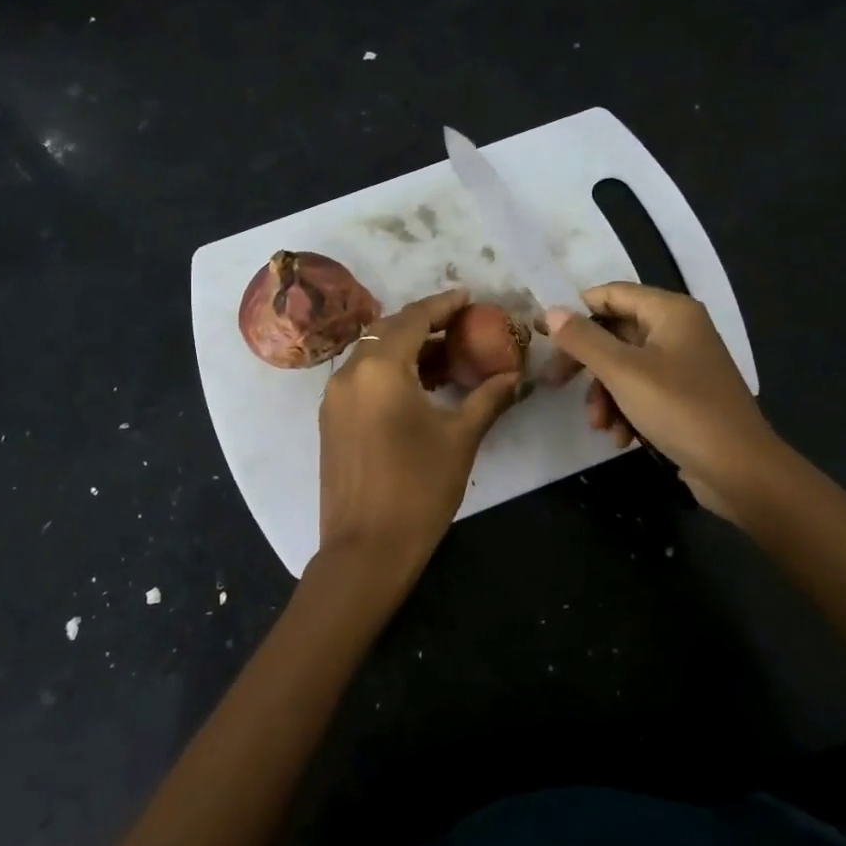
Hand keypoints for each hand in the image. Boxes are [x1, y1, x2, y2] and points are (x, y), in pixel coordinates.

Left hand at [308, 289, 518, 610]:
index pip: (414, 319)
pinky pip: (361, 377)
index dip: (443, 304)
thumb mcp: (460, 439)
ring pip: (371, 354)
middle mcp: (350, 373)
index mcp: (380, 369)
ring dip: (406, 348)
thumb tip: (514, 376)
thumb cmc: (418, 489)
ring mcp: (334, 397)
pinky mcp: (330, 419)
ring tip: (446, 357)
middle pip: (388, 330)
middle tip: (460, 325)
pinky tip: (418, 386)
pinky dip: (388, 371)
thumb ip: (488, 399)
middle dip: (424, 323)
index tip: (468, 297)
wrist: (365, 549)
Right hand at [545, 283, 780, 523]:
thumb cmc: (680, 410)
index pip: (611, 294)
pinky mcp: (685, 396)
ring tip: (600, 425)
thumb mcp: (623, 372)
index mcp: (670, 312)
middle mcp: (679, 330)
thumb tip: (550, 311)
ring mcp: (684, 364)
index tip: (544, 336)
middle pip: (615, 333)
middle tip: (555, 384)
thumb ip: (583, 340)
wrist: (740, 470)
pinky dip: (626, 410)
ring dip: (605, 395)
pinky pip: (642, 391)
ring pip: (624, 367)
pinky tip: (622, 437)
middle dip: (587, 365)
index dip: (575, 312)